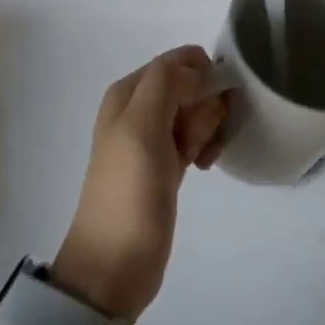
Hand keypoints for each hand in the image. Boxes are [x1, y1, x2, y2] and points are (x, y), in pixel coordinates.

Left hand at [52, 45, 228, 321]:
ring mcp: (153, 137)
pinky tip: (203, 166)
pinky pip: (196, 137)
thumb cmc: (128, 192)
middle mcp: (139, 108)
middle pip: (192, 84)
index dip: (202, 77)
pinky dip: (205, 146)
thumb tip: (197, 65)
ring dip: (208, 129)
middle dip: (206, 107)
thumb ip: (165, 83)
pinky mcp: (167, 163)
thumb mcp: (141, 127)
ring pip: (198, 111)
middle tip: (196, 140)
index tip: (210, 106)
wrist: (115, 263)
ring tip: (200, 158)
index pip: (178, 60)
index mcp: (128, 92)